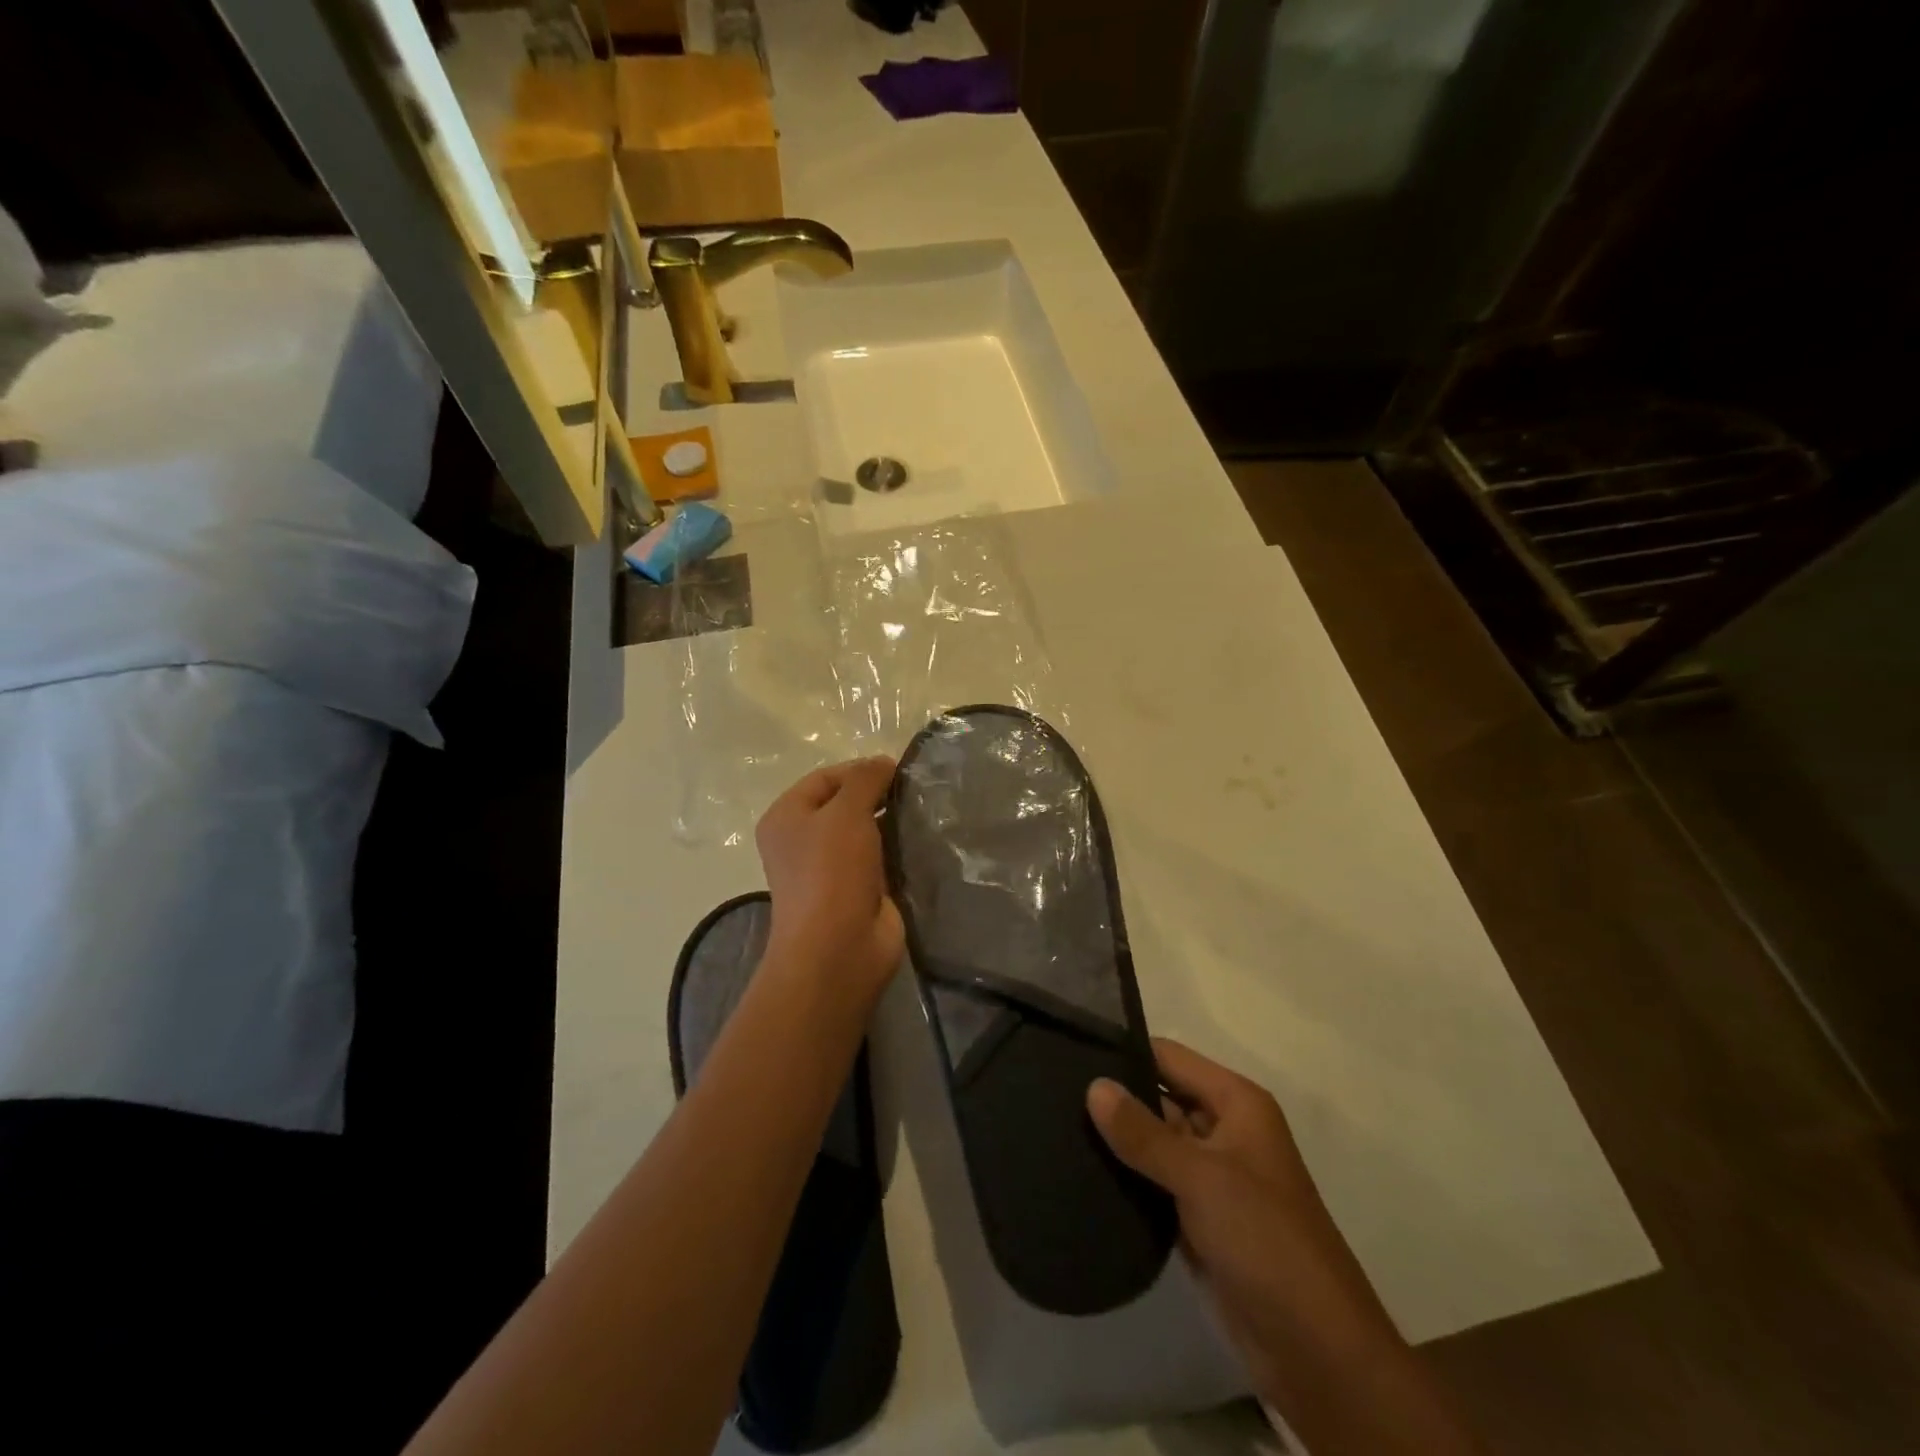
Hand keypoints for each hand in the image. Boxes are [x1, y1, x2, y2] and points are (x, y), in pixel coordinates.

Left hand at [755, 757, 904, 1008]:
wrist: (838, 949)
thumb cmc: (831, 872)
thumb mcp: (845, 812)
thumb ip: (865, 779)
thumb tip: (883, 762)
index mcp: (787, 817)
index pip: (825, 778)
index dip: (860, 769)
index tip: (898, 770)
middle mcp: (803, 841)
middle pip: (845, 804)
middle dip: (878, 795)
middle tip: (914, 790)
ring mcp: (831, 869)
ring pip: (865, 832)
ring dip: (890, 822)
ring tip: (924, 811)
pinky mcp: (858, 891)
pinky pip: (880, 859)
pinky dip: (898, 849)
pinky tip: (922, 840)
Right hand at [1087, 1040, 1404, 1408]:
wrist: (1317, 1353)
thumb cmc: (1266, 1242)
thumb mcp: (1202, 1178)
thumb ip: (1144, 1133)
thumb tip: (1093, 1086)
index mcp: (1237, 1104)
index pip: (1169, 1057)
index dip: (1125, 1051)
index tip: (1069, 1048)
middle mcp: (1223, 1130)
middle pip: (1159, 1097)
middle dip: (1113, 1097)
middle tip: (1050, 1091)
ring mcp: (1210, 1177)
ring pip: (1153, 1143)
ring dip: (1115, 1140)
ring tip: (1053, 1125)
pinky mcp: (1197, 1219)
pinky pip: (1153, 1184)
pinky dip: (1124, 1179)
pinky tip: (1078, 1170)